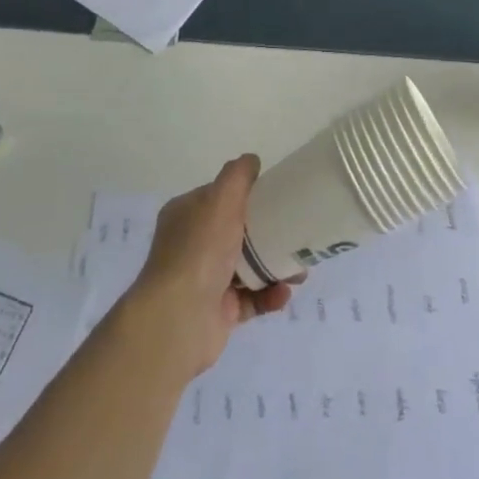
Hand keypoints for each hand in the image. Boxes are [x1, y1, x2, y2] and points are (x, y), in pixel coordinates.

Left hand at [123, 156, 297, 379]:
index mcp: (187, 215)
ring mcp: (205, 281)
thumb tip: (252, 160)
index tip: (276, 197)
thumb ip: (238, 175)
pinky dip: (269, 295)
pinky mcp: (218, 312)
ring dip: (275, 267)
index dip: (246, 195)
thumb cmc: (200, 249)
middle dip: (269, 234)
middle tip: (297, 236)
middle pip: (237, 232)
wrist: (179, 318)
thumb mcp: (221, 198)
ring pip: (248, 267)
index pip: (218, 197)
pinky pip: (251, 299)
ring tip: (299, 272)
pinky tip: (283, 293)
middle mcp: (192, 246)